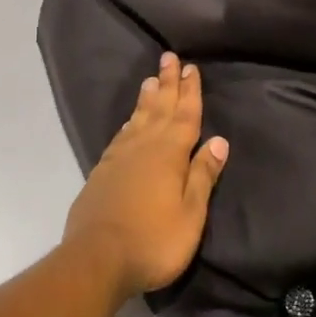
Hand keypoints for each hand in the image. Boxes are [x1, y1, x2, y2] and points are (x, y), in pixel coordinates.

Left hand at [64, 52, 227, 299]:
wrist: (97, 258)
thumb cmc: (153, 240)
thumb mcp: (191, 214)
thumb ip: (202, 175)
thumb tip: (219, 141)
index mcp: (169, 154)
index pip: (185, 116)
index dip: (190, 92)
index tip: (191, 68)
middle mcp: (143, 147)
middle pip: (159, 108)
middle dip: (167, 83)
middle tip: (169, 57)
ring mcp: (119, 158)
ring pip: (137, 118)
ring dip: (147, 98)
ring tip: (151, 80)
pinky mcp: (101, 172)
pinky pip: (121, 136)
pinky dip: (129, 122)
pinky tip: (130, 122)